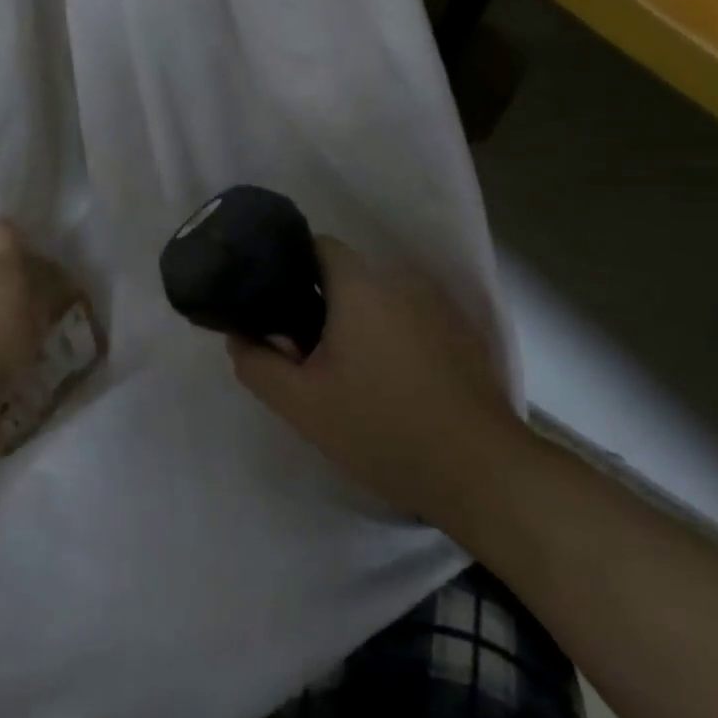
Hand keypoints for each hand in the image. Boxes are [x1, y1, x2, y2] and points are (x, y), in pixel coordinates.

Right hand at [226, 237, 522, 527]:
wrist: (479, 471)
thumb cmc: (381, 428)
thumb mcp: (302, 404)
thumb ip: (258, 365)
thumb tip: (239, 337)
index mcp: (362, 286)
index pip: (317, 246)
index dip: (288, 266)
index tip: (272, 304)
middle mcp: (402, 282)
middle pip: (347, 276)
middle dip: (318, 304)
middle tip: (302, 352)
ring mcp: (438, 307)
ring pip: (380, 299)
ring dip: (356, 322)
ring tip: (345, 372)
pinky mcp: (462, 334)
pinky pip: (410, 319)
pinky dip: (390, 336)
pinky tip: (389, 383)